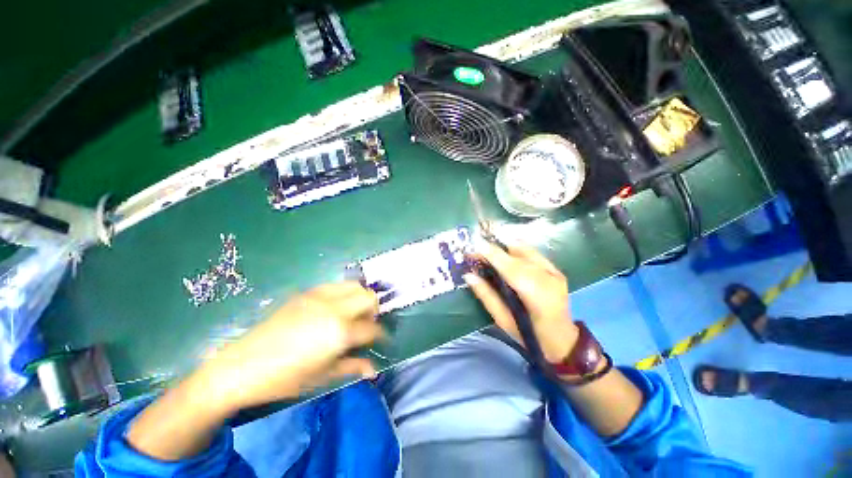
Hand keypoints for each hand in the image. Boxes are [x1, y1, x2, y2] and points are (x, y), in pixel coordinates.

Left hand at [197, 282, 383, 412]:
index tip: (381, 339)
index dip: (380, 334)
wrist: (242, 366)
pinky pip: (335, 285)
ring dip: (360, 297)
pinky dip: (343, 293)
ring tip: (353, 312)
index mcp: (340, 332)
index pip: (372, 328)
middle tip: (367, 324)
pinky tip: (334, 307)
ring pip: (354, 286)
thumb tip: (374, 370)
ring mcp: (320, 296)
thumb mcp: (323, 376)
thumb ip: (353, 367)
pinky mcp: (307, 292)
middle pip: (369, 298)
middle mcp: (335, 308)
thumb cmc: (286, 378)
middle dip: (374, 310)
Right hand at [464, 242, 577, 362]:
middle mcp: (549, 280)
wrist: (562, 340)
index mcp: (538, 298)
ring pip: (526, 253)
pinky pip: (533, 253)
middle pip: (518, 258)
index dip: (494, 256)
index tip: (475, 246)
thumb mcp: (503, 320)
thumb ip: (486, 296)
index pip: (512, 270)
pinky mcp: (556, 269)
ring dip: (504, 248)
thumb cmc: (529, 336)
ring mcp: (555, 273)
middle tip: (476, 250)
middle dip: (495, 251)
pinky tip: (505, 246)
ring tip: (487, 248)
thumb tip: (469, 276)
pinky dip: (517, 248)